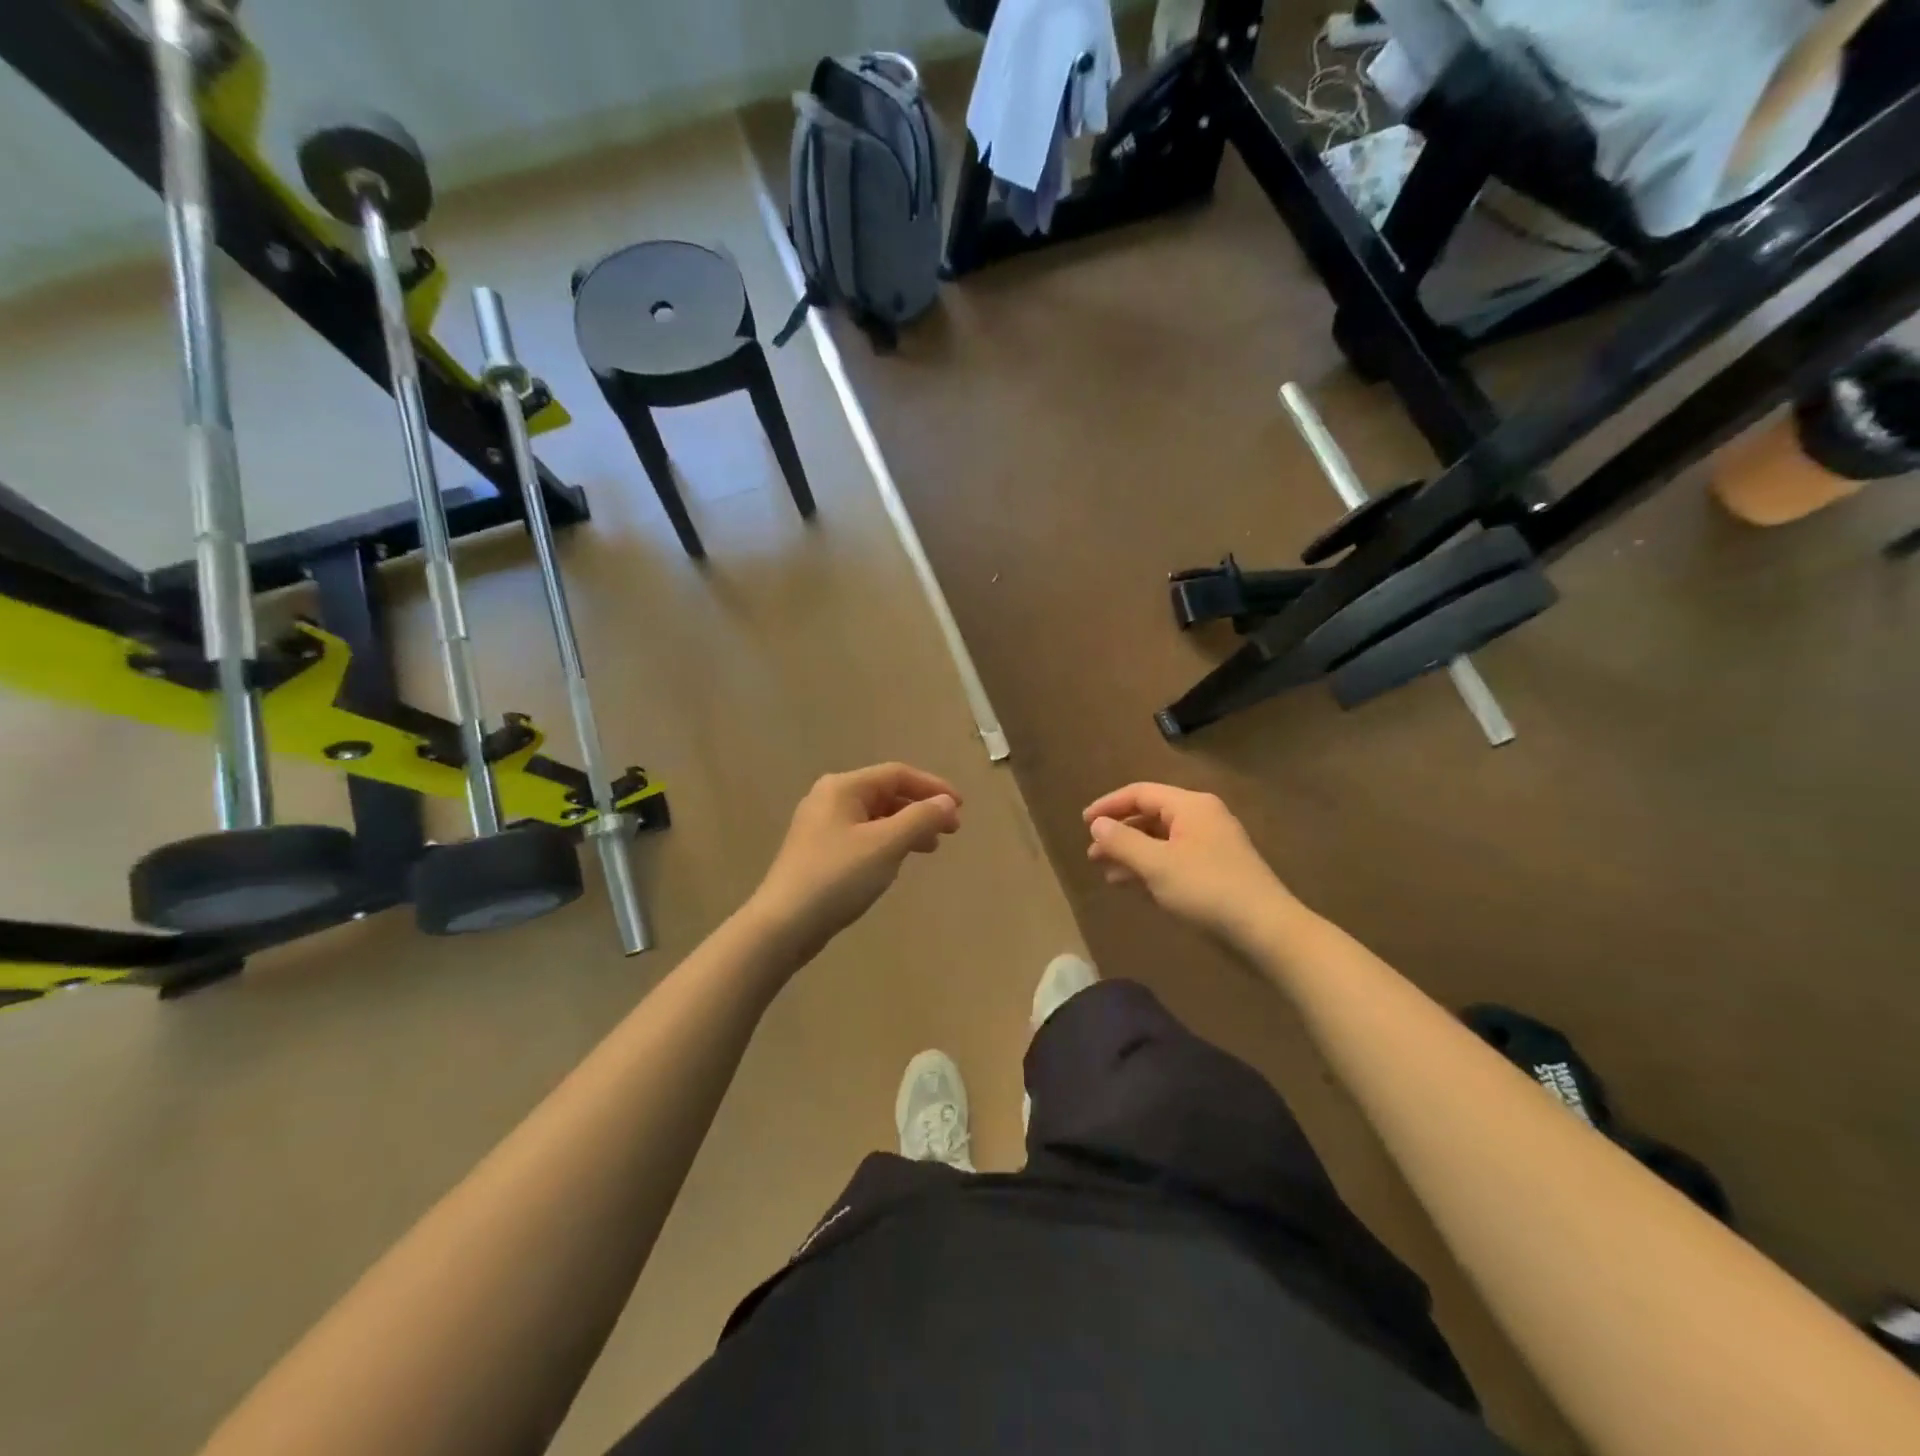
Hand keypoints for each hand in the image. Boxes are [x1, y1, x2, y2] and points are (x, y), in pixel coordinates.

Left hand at [750, 763, 962, 958]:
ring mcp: (820, 826)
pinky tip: (896, 862)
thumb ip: (921, 819)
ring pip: (875, 817)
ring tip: (930, 848)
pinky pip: (862, 836)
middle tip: (951, 831)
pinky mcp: (818, 852)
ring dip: (906, 828)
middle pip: (885, 793)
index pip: (897, 774)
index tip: (961, 808)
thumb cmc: (838, 877)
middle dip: (921, 809)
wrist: (783, 925)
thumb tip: (947, 803)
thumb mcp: (886, 845)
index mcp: (843, 787)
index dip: (933, 787)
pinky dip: (886, 842)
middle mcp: (829, 798)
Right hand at [1083, 782, 1293, 943]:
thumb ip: (1123, 841)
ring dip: (1132, 853)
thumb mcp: (1157, 865)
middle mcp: (1202, 818)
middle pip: (1150, 816)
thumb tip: (1098, 824)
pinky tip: (1133, 885)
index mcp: (1191, 806)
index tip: (1083, 823)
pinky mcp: (1215, 872)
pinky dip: (1150, 868)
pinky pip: (1173, 860)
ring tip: (1106, 872)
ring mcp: (1211, 846)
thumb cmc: (1207, 889)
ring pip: (1161, 841)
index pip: (1141, 793)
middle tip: (1092, 854)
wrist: (1266, 931)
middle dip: (1119, 833)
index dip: (1109, 805)